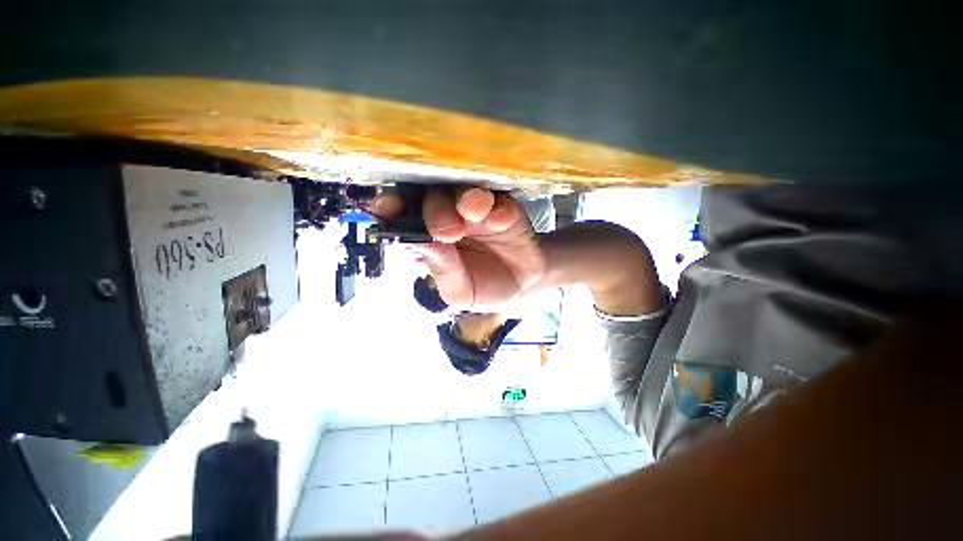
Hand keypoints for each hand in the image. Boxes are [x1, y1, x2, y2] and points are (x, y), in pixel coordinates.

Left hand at [371, 186, 544, 308]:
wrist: (524, 284)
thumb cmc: (485, 288)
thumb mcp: (461, 293)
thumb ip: (443, 270)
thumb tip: (424, 243)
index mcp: (429, 241)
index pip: (402, 219)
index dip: (392, 209)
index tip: (390, 206)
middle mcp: (448, 219)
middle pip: (431, 200)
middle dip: (435, 210)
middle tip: (449, 231)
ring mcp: (475, 212)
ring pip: (462, 191)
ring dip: (466, 199)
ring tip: (475, 214)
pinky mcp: (503, 207)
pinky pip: (499, 199)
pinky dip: (499, 207)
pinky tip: (503, 221)